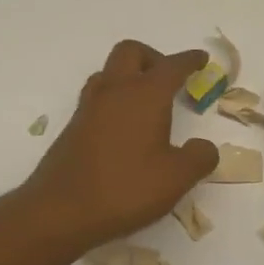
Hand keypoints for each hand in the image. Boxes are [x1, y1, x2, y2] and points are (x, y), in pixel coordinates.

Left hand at [20, 40, 218, 251]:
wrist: (60, 212)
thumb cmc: (125, 189)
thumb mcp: (177, 178)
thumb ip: (199, 157)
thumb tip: (204, 147)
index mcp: (144, 95)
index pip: (171, 66)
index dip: (189, 60)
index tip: (201, 58)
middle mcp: (114, 92)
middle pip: (131, 52)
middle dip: (153, 58)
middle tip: (170, 79)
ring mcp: (89, 108)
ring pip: (109, 73)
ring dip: (129, 76)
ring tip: (147, 102)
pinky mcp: (73, 128)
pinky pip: (97, 98)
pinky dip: (115, 100)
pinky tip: (125, 128)